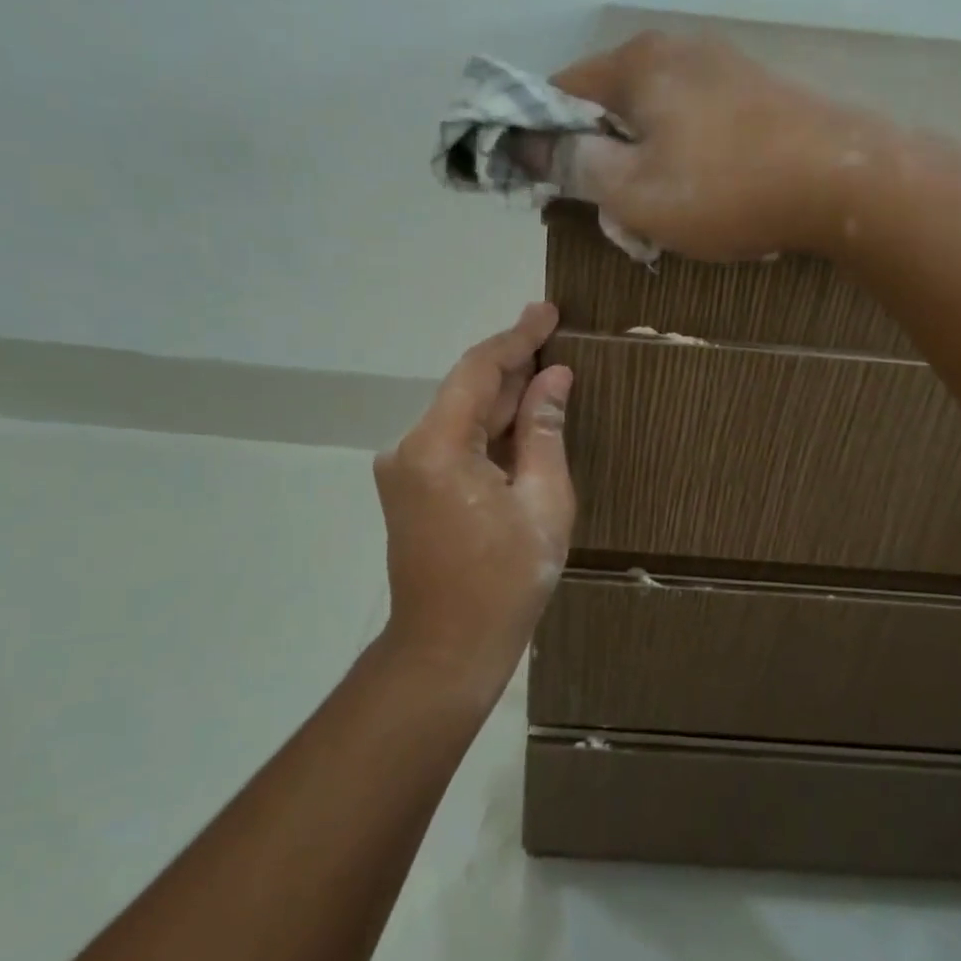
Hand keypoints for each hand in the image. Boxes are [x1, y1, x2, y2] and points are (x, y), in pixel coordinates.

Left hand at [373, 303, 574, 704]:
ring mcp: (404, 469)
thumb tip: (554, 378)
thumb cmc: (505, 581)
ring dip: (504, 398)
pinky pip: (455, 442)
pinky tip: (523, 419)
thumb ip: (544, 431)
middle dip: (514, 366)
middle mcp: (409, 448)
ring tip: (548, 374)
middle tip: (556, 337)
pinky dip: (489, 429)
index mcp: (437, 447)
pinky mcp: (410, 489)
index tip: (548, 311)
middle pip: (468, 390)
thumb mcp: (543, 502)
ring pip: (462, 416)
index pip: (479, 370)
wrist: (447, 650)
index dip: (517, 337)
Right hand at [551, 32, 881, 260]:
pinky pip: (697, 125)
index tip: (543, 184)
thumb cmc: (726, 188)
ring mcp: (724, 68)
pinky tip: (706, 195)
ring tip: (661, 214)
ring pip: (657, 119)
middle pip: (611, 105)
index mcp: (637, 64)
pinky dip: (684, 160)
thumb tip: (526, 145)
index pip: (560, 91)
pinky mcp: (758, 94)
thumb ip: (573, 165)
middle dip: (600, 159)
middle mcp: (678, 51)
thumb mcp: (633, 191)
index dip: (540, 138)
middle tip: (610, 213)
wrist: (845, 183)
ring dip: (645, 166)